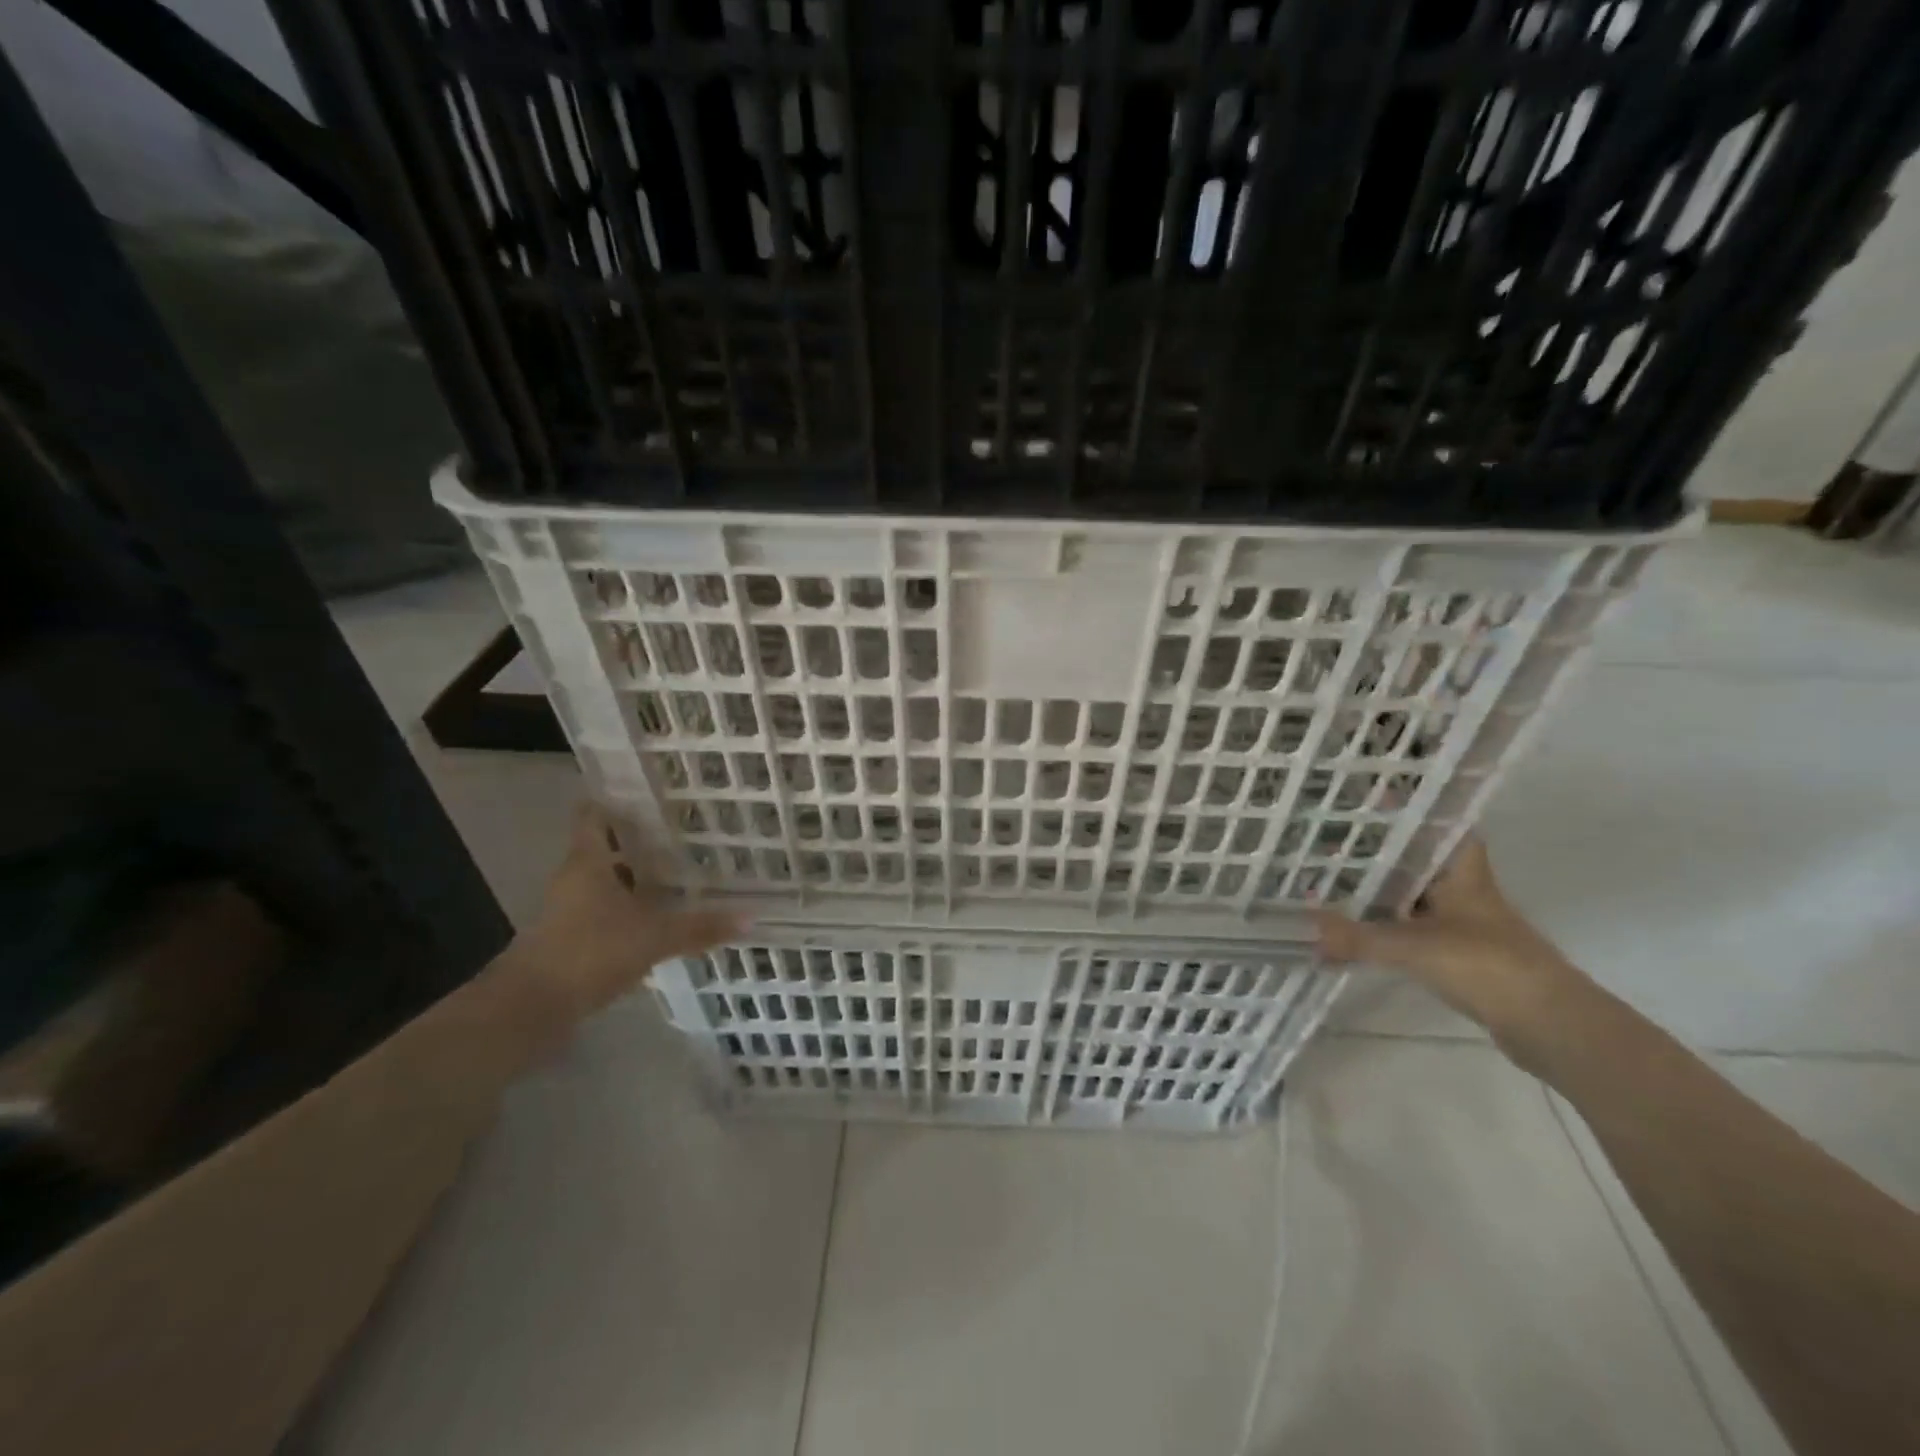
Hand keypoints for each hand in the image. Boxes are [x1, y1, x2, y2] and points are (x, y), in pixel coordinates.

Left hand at [510, 806, 746, 1034]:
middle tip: (682, 832)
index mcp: (587, 862)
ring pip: (606, 881)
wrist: (530, 1008)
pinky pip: (605, 911)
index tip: (646, 792)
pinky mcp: (571, 939)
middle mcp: (574, 879)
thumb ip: (699, 927)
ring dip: (635, 877)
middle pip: (604, 847)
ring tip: (679, 872)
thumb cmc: (589, 952)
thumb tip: (750, 918)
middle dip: (638, 840)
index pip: (593, 815)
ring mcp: (569, 910)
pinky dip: (629, 909)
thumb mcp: (653, 937)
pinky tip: (658, 917)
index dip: (615, 799)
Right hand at [1314, 836, 1588, 1050]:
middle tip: (1334, 839)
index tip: (1375, 799)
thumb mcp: (1414, 947)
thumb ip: (1358, 938)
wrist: (1549, 1025)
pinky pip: (1413, 932)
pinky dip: (1387, 930)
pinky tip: (1355, 932)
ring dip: (1381, 892)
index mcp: (1462, 874)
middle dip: (1381, 852)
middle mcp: (1465, 893)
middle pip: (1420, 862)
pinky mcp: (1461, 958)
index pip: (1443, 828)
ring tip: (1332, 880)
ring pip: (1415, 897)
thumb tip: (1308, 927)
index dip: (1414, 811)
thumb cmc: (1487, 965)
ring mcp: (1465, 927)